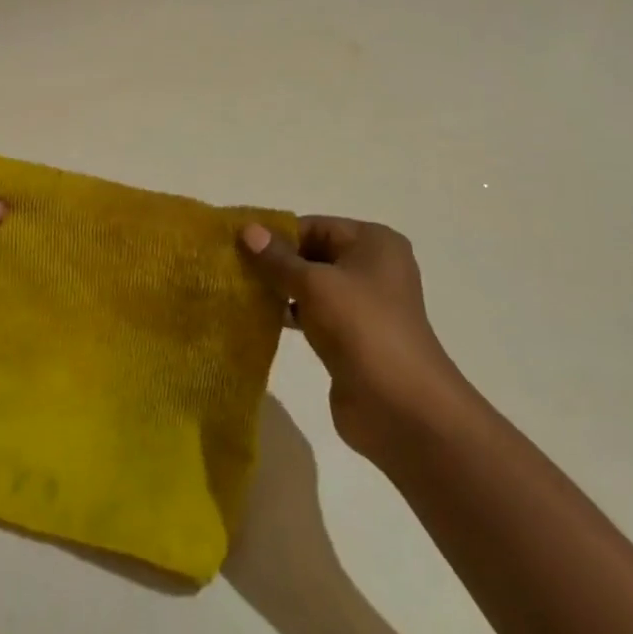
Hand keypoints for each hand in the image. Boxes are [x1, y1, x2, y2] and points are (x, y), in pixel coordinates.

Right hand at [240, 218, 463, 461]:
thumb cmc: (361, 328)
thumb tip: (246, 229)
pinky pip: (315, 315)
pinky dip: (290, 314)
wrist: (401, 407)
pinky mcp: (353, 337)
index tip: (235, 245)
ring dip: (279, 290)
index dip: (275, 235)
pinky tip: (259, 318)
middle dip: (274, 262)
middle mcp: (372, 267)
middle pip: (313, 253)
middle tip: (231, 269)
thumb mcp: (314, 285)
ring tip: (239, 292)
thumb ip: (278, 259)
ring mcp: (364, 305)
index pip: (314, 226)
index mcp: (373, 242)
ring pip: (312, 286)